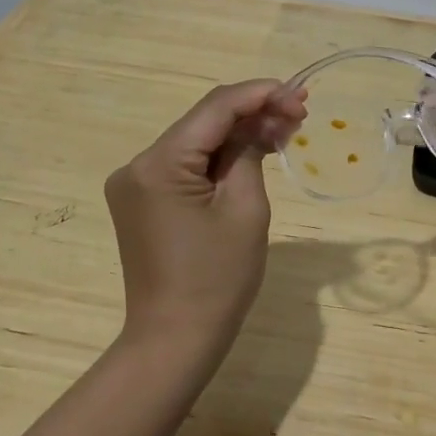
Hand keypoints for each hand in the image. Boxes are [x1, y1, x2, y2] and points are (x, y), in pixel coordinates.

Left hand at [104, 79, 305, 361]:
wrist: (175, 340)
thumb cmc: (217, 279)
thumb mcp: (245, 208)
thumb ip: (250, 152)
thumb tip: (261, 123)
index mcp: (158, 164)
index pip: (215, 108)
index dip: (260, 94)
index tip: (298, 94)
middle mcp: (137, 164)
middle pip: (203, 121)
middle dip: (252, 112)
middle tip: (299, 112)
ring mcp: (135, 182)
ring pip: (196, 140)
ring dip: (238, 133)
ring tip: (285, 130)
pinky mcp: (142, 199)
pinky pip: (186, 164)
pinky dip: (219, 157)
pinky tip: (252, 151)